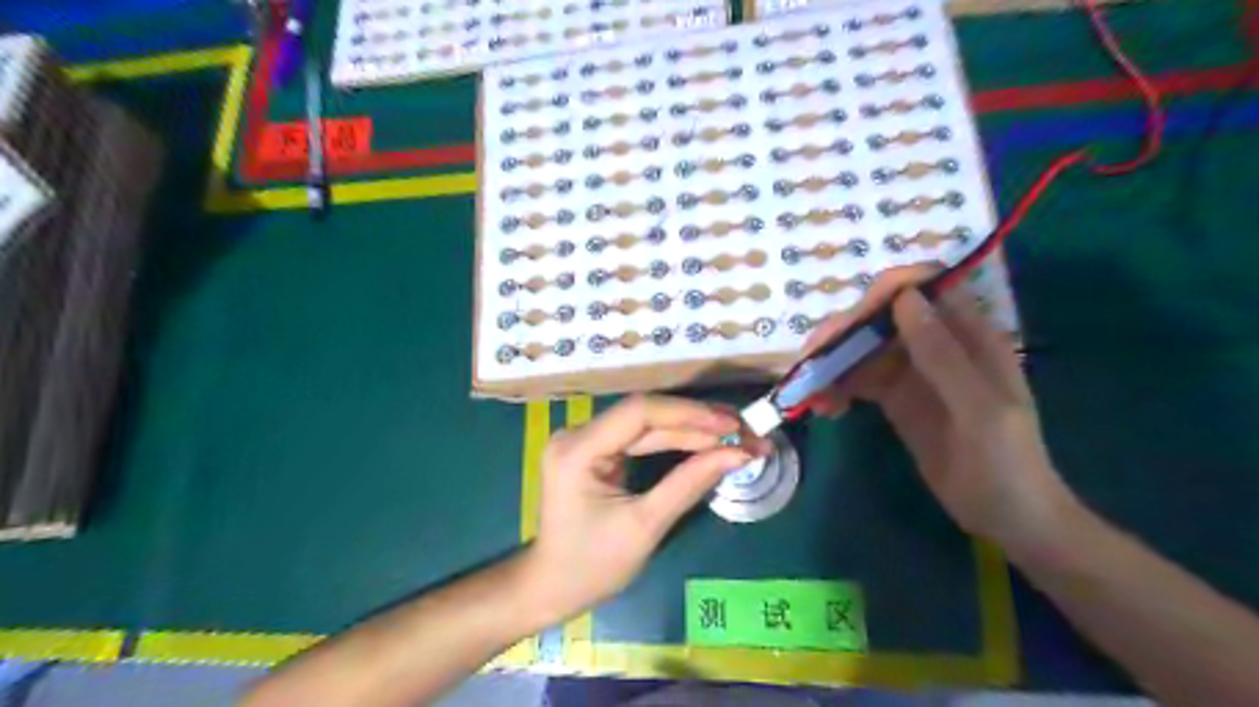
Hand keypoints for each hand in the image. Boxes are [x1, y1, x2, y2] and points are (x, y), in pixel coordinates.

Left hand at [519, 395, 762, 622]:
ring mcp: (587, 440)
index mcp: (578, 450)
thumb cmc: (593, 566)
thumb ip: (689, 484)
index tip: (732, 427)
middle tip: (745, 432)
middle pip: (646, 415)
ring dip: (692, 429)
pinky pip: (642, 437)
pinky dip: (676, 441)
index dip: (689, 414)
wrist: (554, 587)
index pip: (639, 413)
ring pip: (648, 424)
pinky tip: (707, 442)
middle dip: (698, 423)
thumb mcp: (645, 526)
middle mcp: (578, 434)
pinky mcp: (598, 450)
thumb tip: (739, 454)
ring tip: (736, 435)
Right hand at [807, 268, 1080, 560]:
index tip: (852, 319)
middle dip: (845, 332)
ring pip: (864, 348)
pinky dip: (837, 387)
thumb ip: (942, 354)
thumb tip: (903, 298)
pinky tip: (824, 407)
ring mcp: (913, 372)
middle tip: (813, 358)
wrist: (1008, 518)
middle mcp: (936, 344)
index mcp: (968, 336)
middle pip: (882, 317)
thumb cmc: (1007, 462)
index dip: (886, 292)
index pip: (923, 290)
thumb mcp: (979, 409)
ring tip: (811, 391)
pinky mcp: (895, 398)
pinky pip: (859, 380)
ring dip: (833, 362)